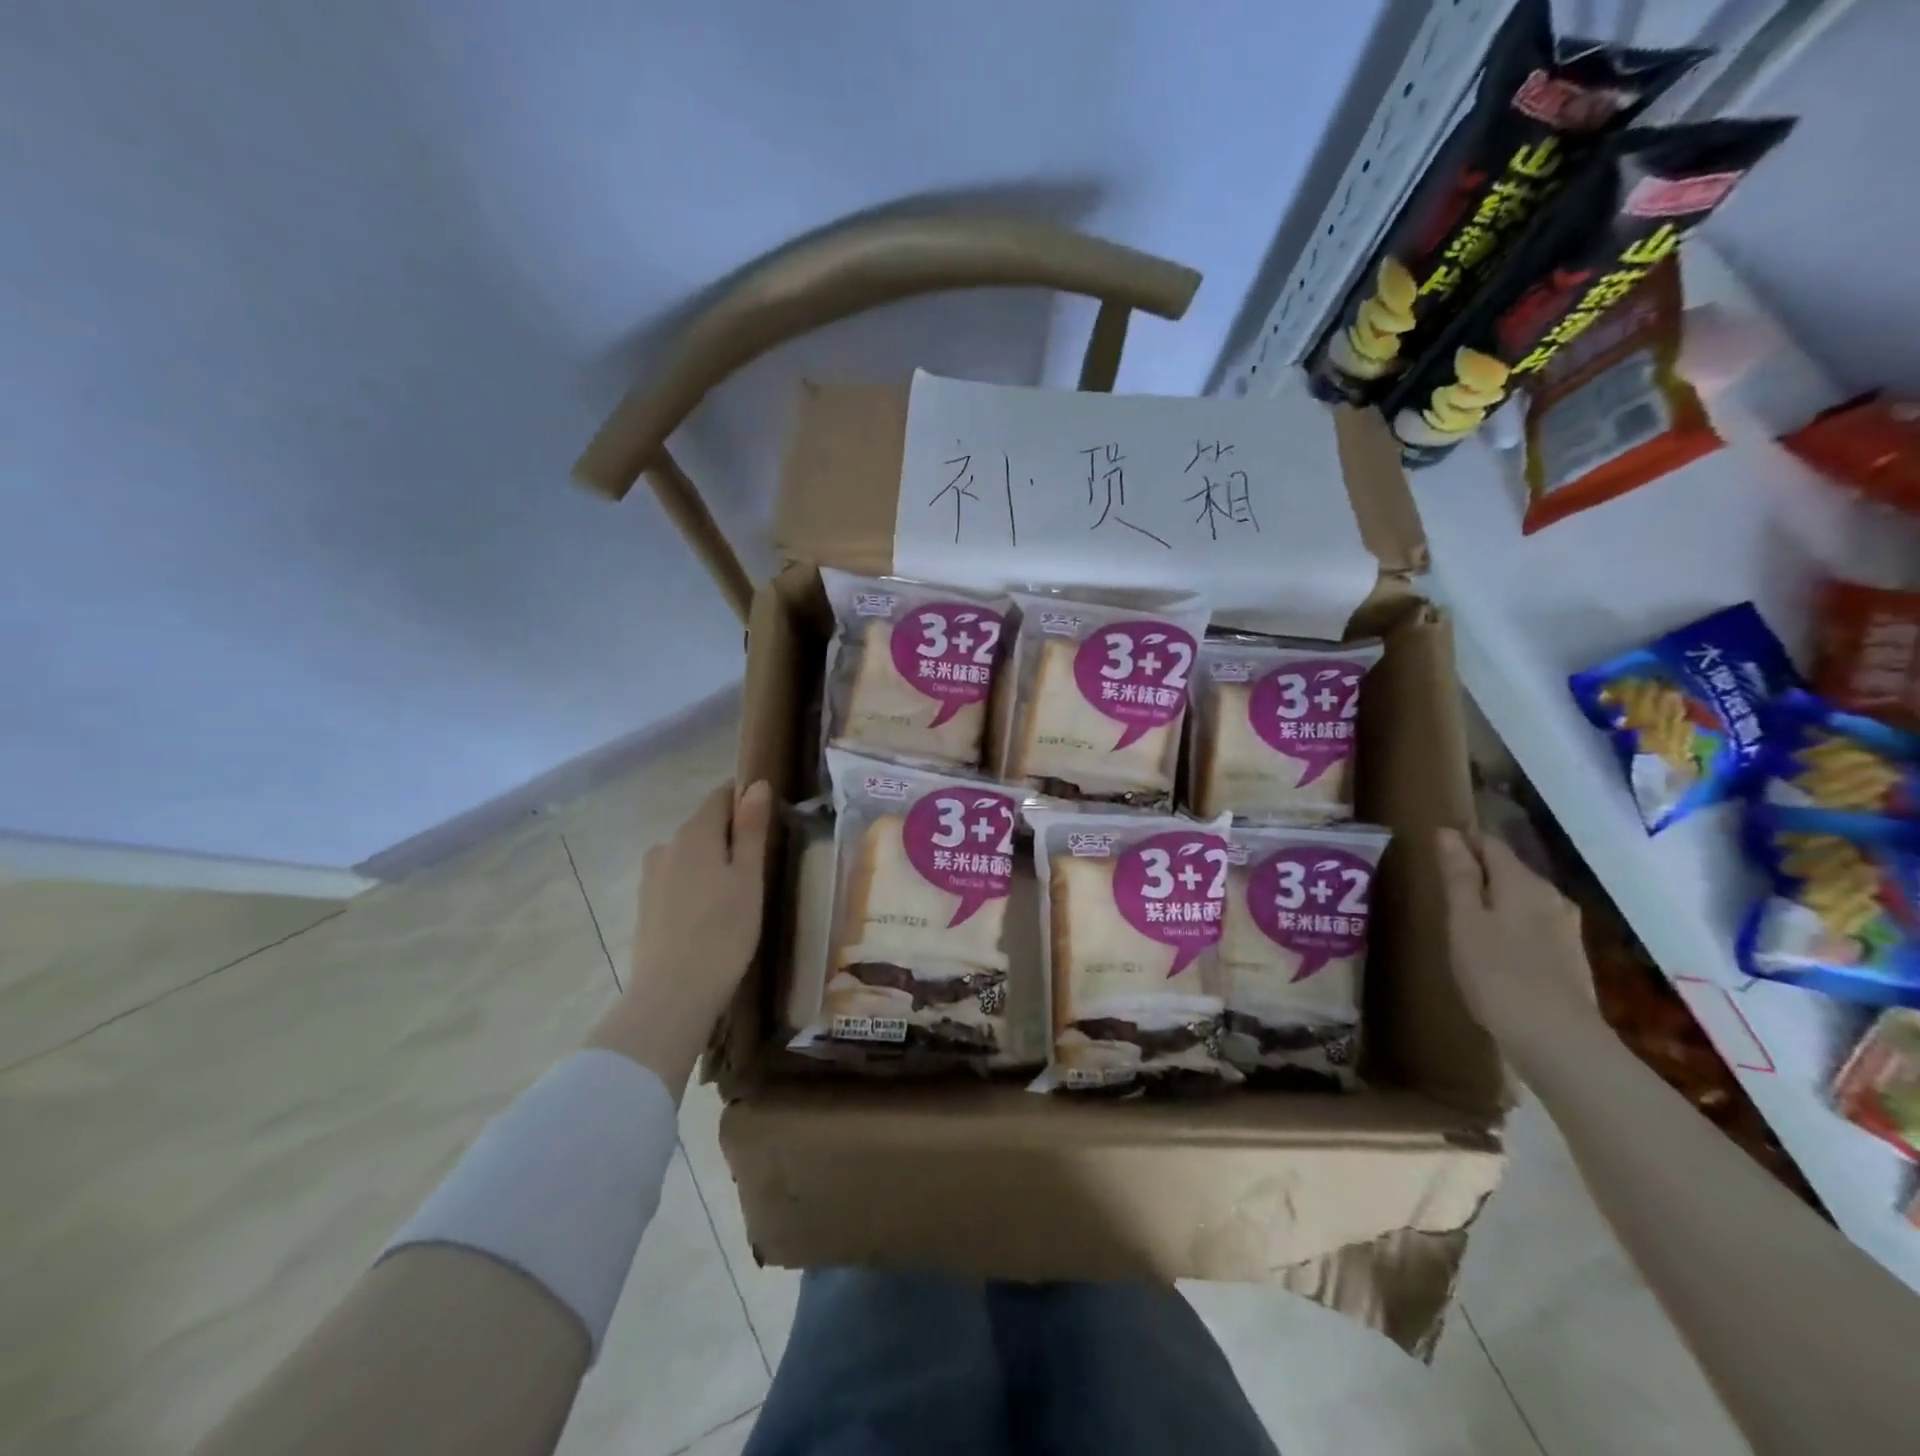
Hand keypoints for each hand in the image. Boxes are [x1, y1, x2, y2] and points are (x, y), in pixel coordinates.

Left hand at [585, 780, 772, 1098]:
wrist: (672, 995)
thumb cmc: (723, 931)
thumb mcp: (748, 878)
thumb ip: (751, 829)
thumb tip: (755, 784)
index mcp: (694, 833)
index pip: (720, 797)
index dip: (745, 801)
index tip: (768, 822)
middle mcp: (666, 845)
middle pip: (704, 825)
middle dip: (731, 836)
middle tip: (761, 866)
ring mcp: (651, 876)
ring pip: (691, 854)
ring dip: (713, 863)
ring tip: (738, 895)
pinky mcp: (645, 904)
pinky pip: (678, 879)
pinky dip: (697, 885)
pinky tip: (711, 914)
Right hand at [1437, 827, 1595, 1048]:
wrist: (1557, 1039)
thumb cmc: (1497, 972)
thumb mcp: (1465, 920)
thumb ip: (1458, 875)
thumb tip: (1448, 833)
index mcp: (1522, 882)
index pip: (1491, 843)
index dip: (1463, 840)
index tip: (1436, 848)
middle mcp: (1551, 896)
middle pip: (1510, 869)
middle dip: (1480, 870)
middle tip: (1444, 884)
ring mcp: (1566, 928)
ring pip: (1523, 898)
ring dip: (1496, 899)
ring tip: (1464, 915)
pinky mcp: (1570, 956)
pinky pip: (1533, 924)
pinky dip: (1510, 923)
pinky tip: (1494, 945)